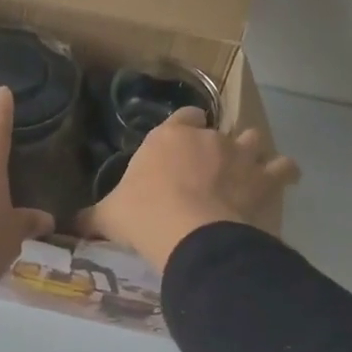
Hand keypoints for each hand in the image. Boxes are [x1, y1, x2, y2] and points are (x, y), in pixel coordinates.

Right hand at [82, 108, 300, 271]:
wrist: (189, 233)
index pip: (183, 117)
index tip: (182, 145)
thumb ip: (90, 218)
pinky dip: (284, 173)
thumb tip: (67, 225)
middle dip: (218, 146)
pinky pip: (284, 167)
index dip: (184, 128)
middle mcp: (206, 138)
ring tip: (248, 170)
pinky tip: (283, 181)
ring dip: (252, 153)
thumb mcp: (108, 216)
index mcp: (167, 138)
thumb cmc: (143, 216)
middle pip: (219, 130)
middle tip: (210, 169)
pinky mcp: (264, 178)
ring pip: (253, 141)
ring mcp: (239, 155)